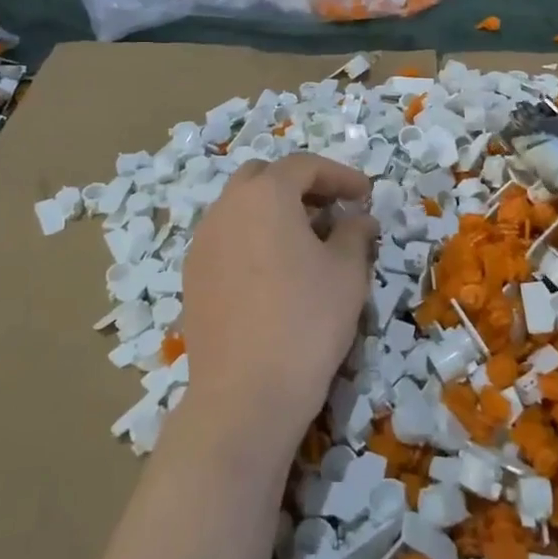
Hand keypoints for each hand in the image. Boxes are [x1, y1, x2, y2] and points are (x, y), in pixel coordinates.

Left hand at [179, 153, 376, 463]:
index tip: (365, 195)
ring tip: (305, 241)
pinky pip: (226, 239)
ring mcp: (203, 242)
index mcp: (265, 195)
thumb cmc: (306, 320)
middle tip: (331, 210)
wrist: (246, 392)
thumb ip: (354, 232)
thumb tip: (358, 218)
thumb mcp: (346, 272)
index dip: (339, 175)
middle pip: (264, 177)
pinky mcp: (193, 276)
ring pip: (240, 207)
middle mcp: (226, 207)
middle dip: (300, 185)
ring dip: (273, 211)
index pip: (304, 166)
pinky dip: (252, 238)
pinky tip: (274, 272)